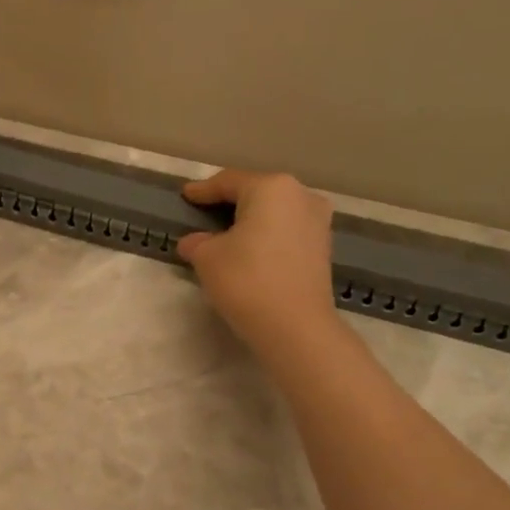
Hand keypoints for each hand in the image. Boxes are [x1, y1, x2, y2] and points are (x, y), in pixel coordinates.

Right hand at [177, 169, 339, 357]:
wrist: (295, 326)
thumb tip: (194, 242)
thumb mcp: (207, 258)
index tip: (186, 195)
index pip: (228, 182)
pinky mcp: (323, 247)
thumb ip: (197, 242)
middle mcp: (300, 195)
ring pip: (274, 212)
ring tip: (227, 233)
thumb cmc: (246, 280)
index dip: (203, 190)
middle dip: (230, 202)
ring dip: (251, 219)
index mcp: (270, 187)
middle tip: (205, 212)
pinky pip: (286, 230)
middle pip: (256, 192)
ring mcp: (317, 221)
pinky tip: (251, 249)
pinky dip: (267, 235)